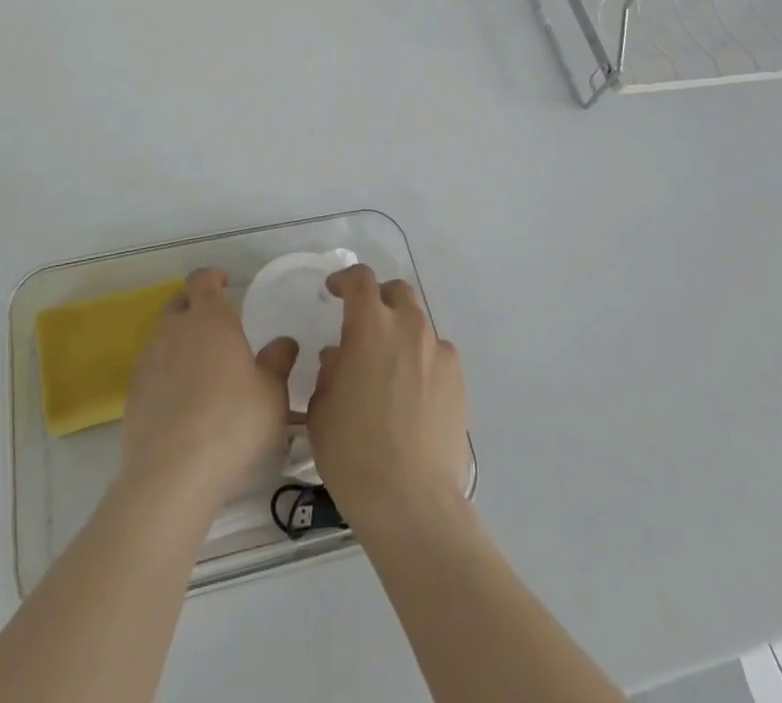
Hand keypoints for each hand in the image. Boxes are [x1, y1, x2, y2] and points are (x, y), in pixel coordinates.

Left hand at [120, 268, 297, 510]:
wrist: (173, 474)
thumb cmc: (232, 423)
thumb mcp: (272, 394)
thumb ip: (278, 362)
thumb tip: (284, 342)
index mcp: (209, 318)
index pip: (202, 279)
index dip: (213, 277)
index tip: (226, 282)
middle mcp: (174, 329)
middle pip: (178, 302)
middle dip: (194, 305)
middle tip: (216, 324)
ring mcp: (148, 360)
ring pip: (163, 335)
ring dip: (179, 340)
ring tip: (201, 365)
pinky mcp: (133, 392)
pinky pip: (152, 368)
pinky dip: (166, 371)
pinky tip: (182, 398)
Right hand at [306, 265, 468, 526]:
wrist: (411, 501)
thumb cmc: (353, 452)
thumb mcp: (322, 407)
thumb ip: (331, 369)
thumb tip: (342, 356)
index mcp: (370, 326)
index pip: (360, 280)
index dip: (345, 279)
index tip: (334, 291)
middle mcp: (409, 328)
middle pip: (397, 293)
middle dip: (379, 300)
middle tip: (364, 325)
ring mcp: (439, 354)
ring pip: (419, 325)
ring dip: (401, 332)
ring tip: (389, 366)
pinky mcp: (459, 382)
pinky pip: (437, 356)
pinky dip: (422, 361)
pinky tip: (412, 393)